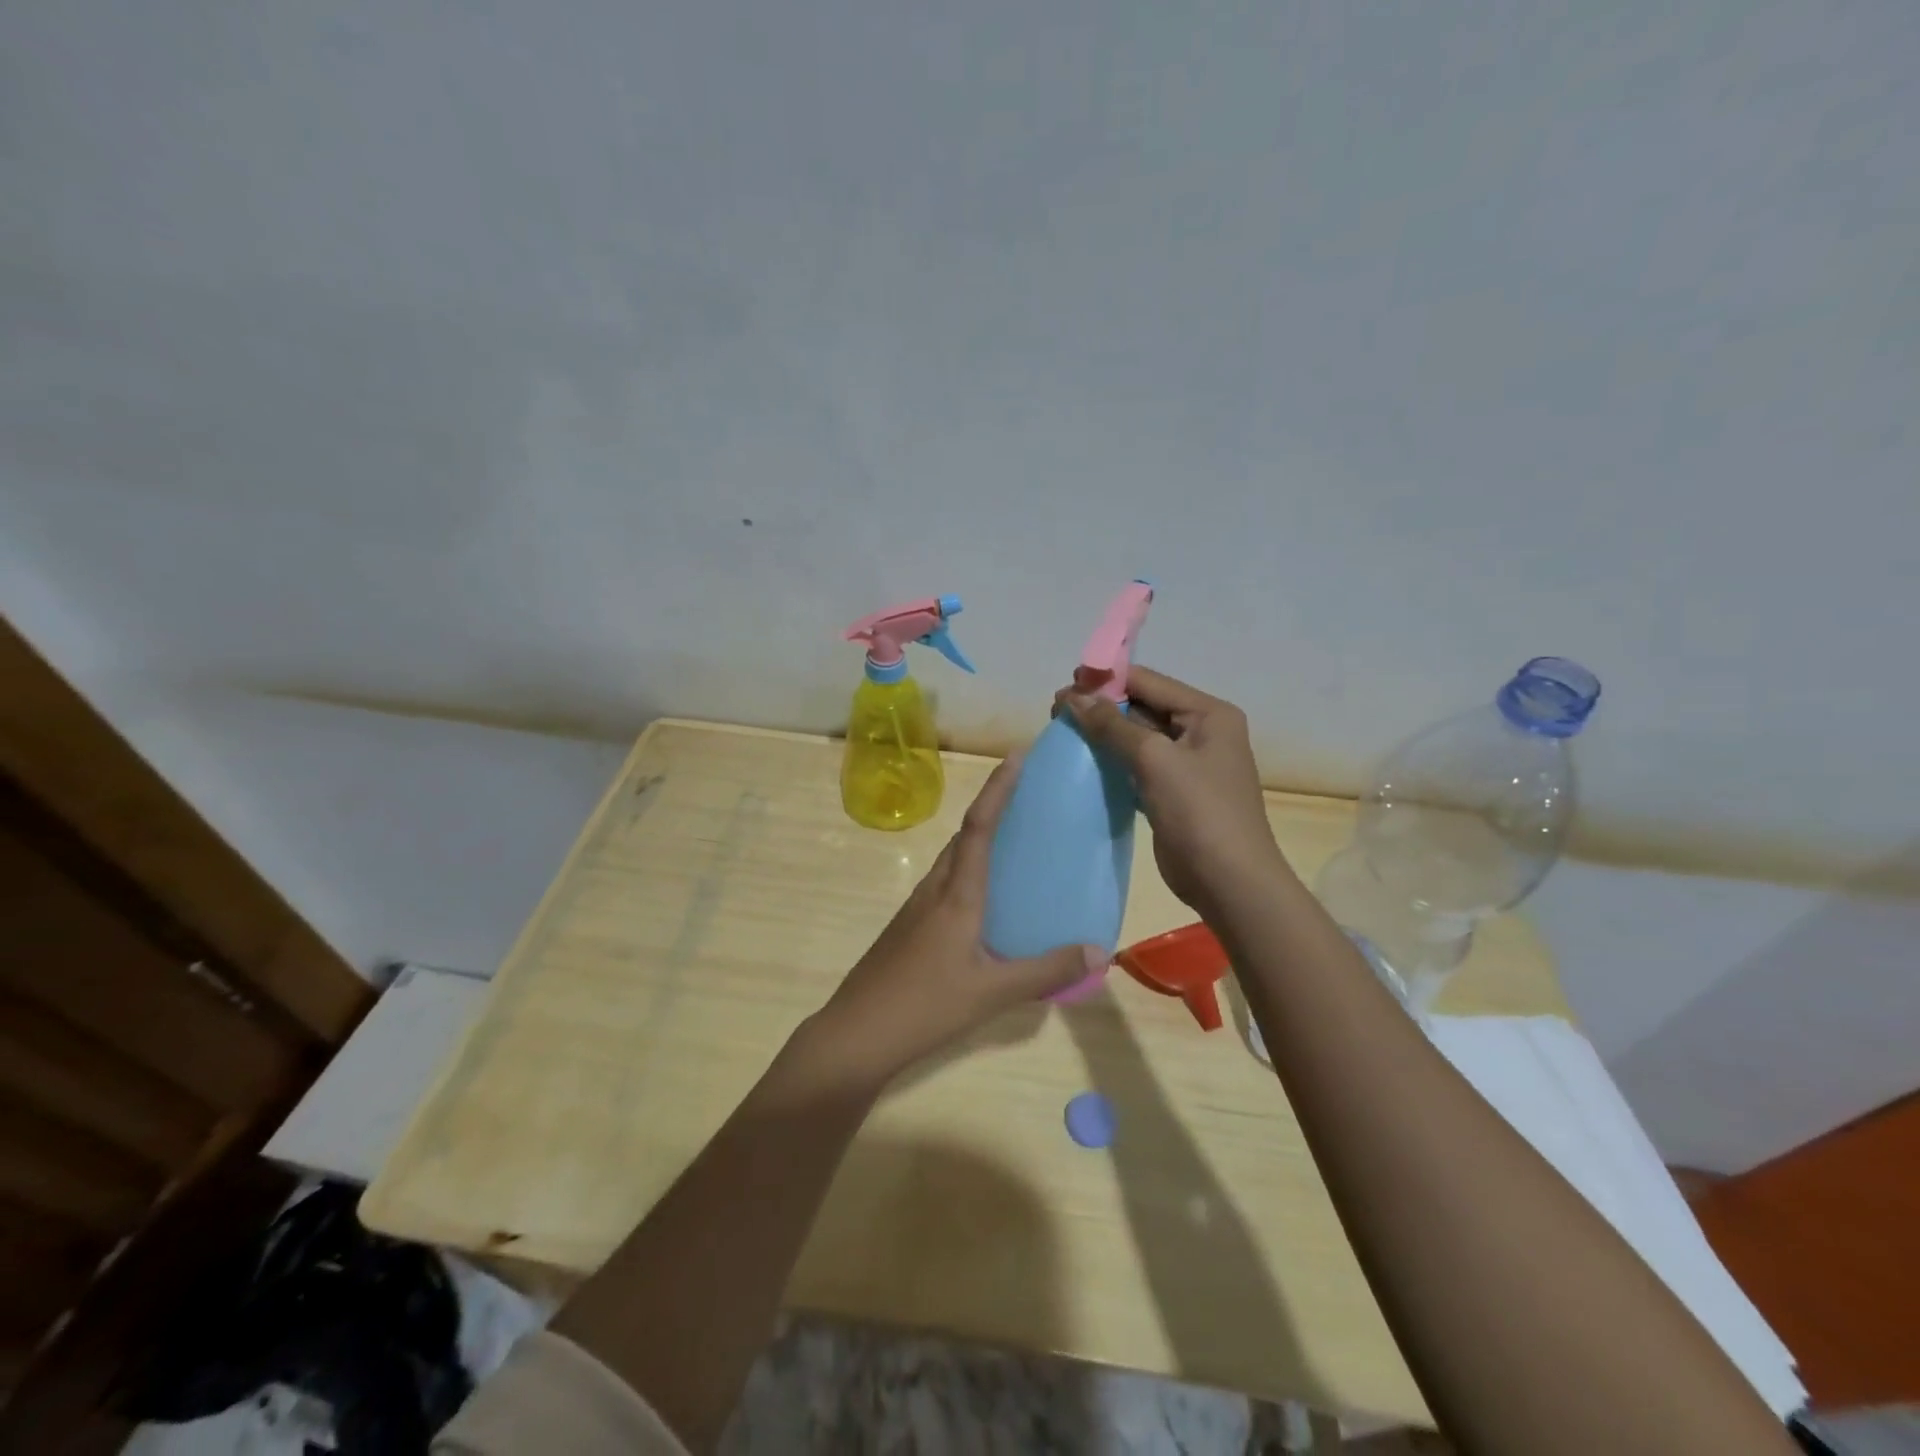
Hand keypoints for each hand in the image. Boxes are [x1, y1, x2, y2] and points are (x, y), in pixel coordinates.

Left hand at [805, 752, 1103, 1087]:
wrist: (856, 1033)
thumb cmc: (925, 1005)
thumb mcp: (993, 992)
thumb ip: (1046, 970)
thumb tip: (1097, 949)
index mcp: (957, 894)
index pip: (979, 826)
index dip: (998, 789)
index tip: (1016, 756)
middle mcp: (934, 890)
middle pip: (964, 836)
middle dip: (992, 808)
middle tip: (1028, 799)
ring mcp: (916, 909)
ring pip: (952, 861)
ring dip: (978, 841)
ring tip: (1013, 844)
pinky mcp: (909, 929)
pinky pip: (945, 885)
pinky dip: (968, 874)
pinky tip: (985, 903)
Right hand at [1059, 666, 1287, 913]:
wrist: (1229, 883)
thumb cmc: (1199, 812)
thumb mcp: (1155, 760)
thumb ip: (1112, 726)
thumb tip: (1073, 698)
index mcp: (1209, 714)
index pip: (1150, 682)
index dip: (1107, 680)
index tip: (1065, 686)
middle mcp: (1201, 731)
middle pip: (1143, 706)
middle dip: (1101, 707)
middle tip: (1056, 712)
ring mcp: (1188, 764)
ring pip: (1138, 737)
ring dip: (1103, 733)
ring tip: (1063, 732)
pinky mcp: (1173, 791)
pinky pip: (1138, 765)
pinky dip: (1112, 760)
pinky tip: (1083, 761)